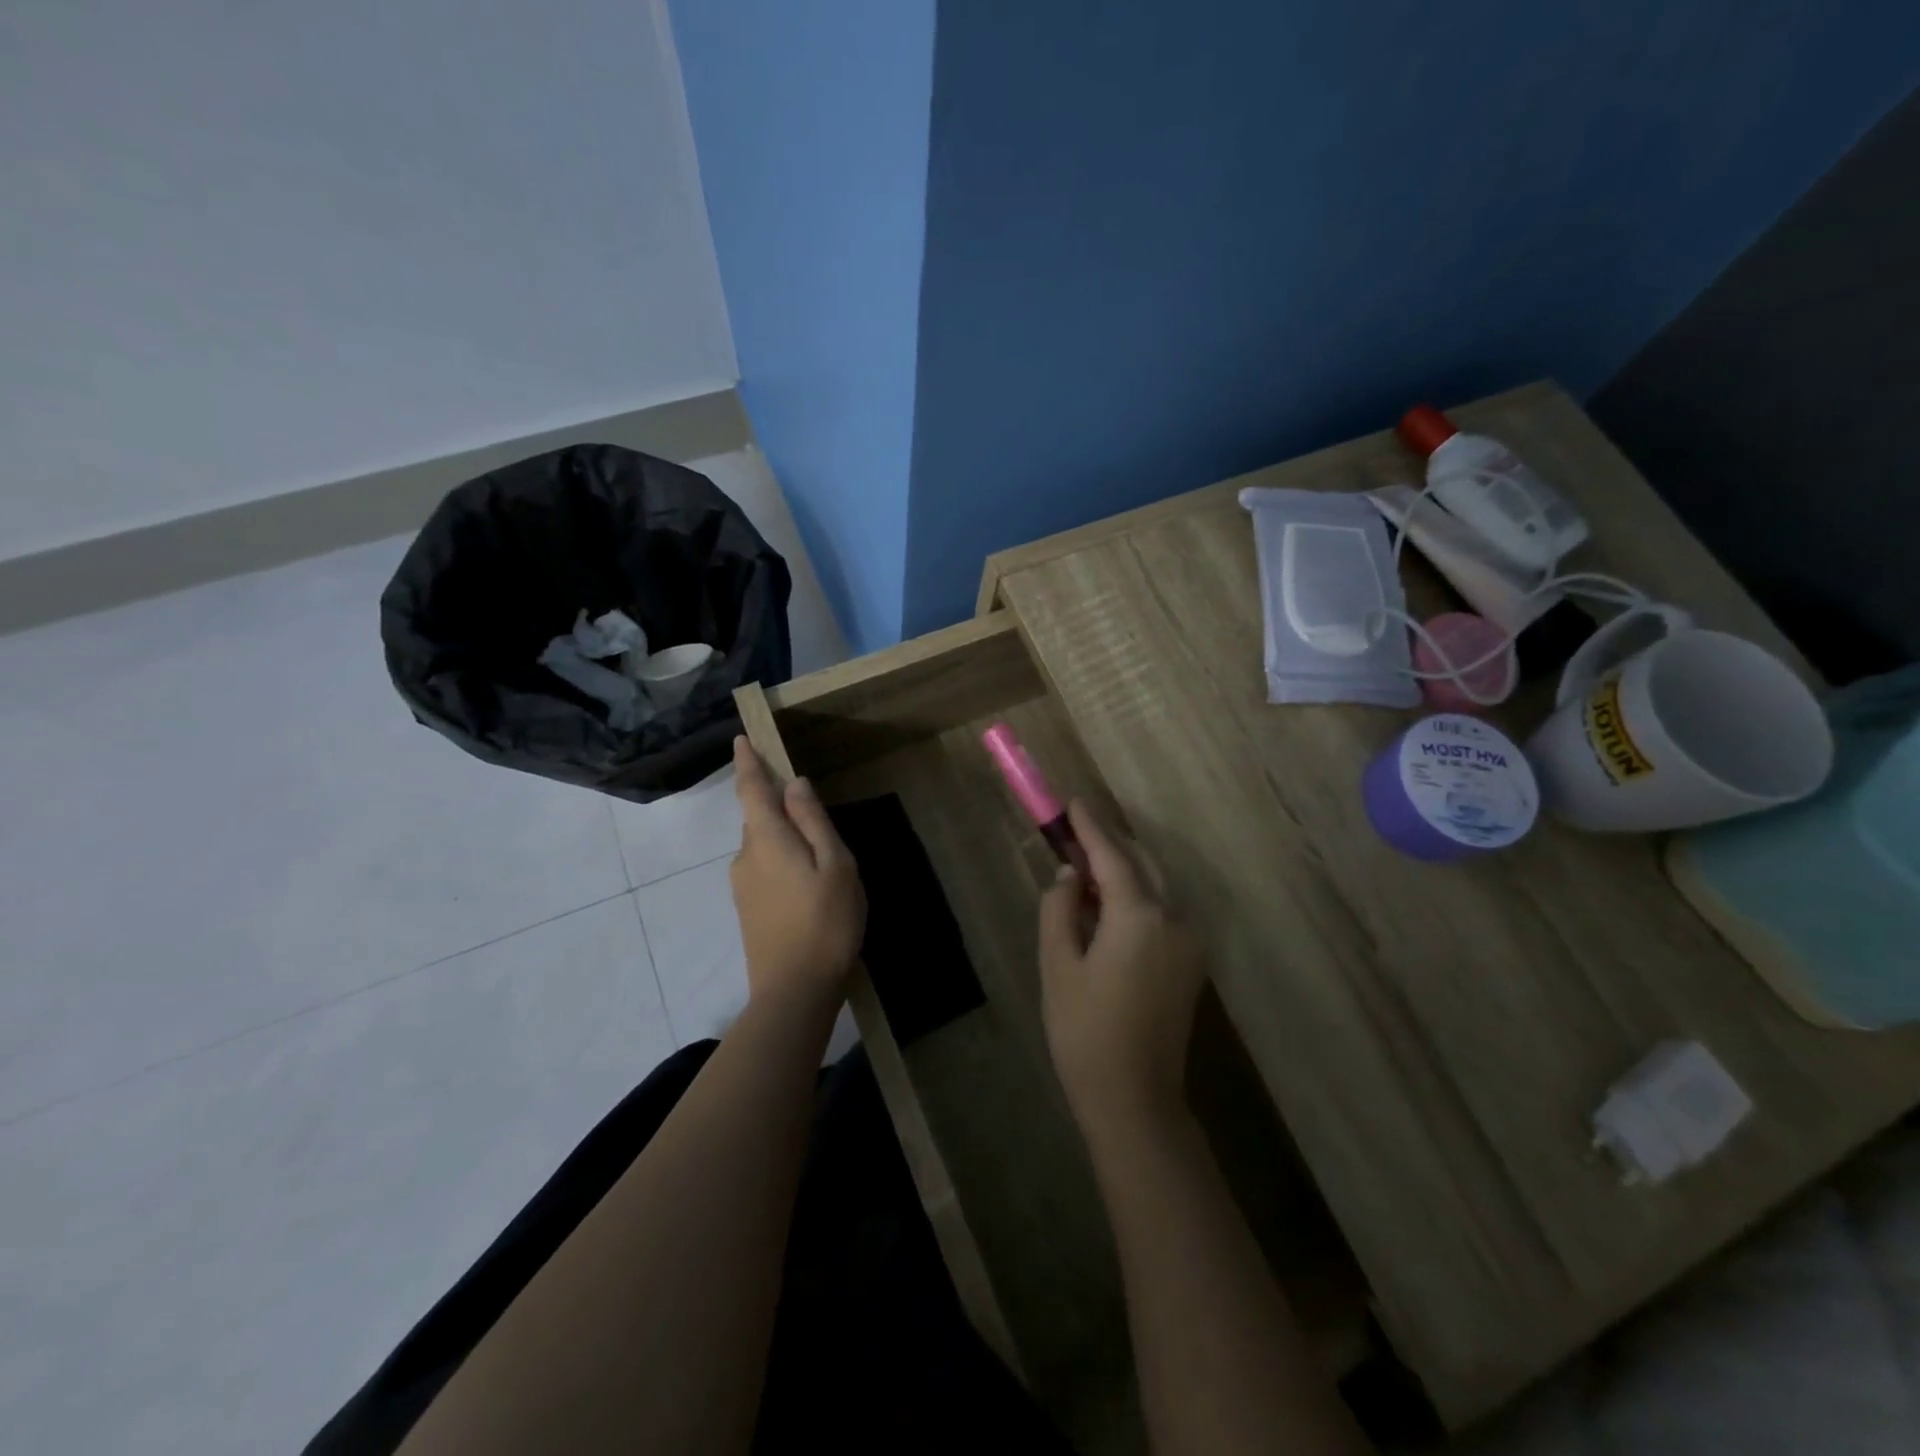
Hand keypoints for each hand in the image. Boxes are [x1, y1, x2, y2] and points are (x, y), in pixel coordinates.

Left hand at [729, 737, 865, 1010]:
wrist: (793, 991)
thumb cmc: (825, 922)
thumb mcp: (835, 865)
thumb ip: (813, 821)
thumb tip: (794, 784)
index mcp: (767, 839)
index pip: (751, 789)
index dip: (748, 762)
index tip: (741, 738)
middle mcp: (745, 856)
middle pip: (759, 818)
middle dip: (779, 806)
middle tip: (815, 813)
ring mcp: (742, 886)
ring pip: (763, 845)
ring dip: (785, 839)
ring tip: (822, 858)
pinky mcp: (747, 909)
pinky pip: (764, 868)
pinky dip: (782, 862)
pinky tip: (809, 886)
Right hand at [1038, 802, 1206, 1138]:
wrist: (1135, 1099)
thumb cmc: (1085, 1032)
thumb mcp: (1057, 965)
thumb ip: (1060, 908)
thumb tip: (1070, 875)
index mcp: (1140, 916)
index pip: (1113, 855)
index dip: (1090, 826)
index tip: (1072, 801)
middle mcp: (1175, 918)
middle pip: (1140, 864)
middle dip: (1107, 847)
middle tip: (1071, 838)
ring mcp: (1190, 941)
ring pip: (1154, 887)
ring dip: (1121, 873)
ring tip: (1082, 876)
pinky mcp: (1191, 962)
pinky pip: (1162, 912)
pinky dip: (1135, 899)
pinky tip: (1106, 911)